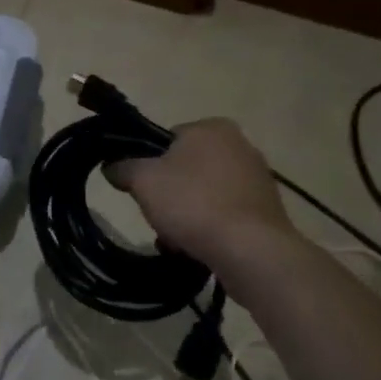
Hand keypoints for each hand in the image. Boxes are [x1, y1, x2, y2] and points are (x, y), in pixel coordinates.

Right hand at [110, 119, 296, 272]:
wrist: (251, 251)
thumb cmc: (194, 204)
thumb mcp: (143, 181)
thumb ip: (123, 168)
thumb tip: (112, 166)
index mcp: (212, 127)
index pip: (168, 138)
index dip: (149, 164)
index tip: (143, 189)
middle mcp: (241, 145)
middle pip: (187, 168)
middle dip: (170, 193)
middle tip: (158, 216)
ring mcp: (258, 179)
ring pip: (205, 194)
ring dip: (188, 214)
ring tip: (177, 240)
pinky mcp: (268, 211)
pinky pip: (226, 215)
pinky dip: (211, 229)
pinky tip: (200, 249)